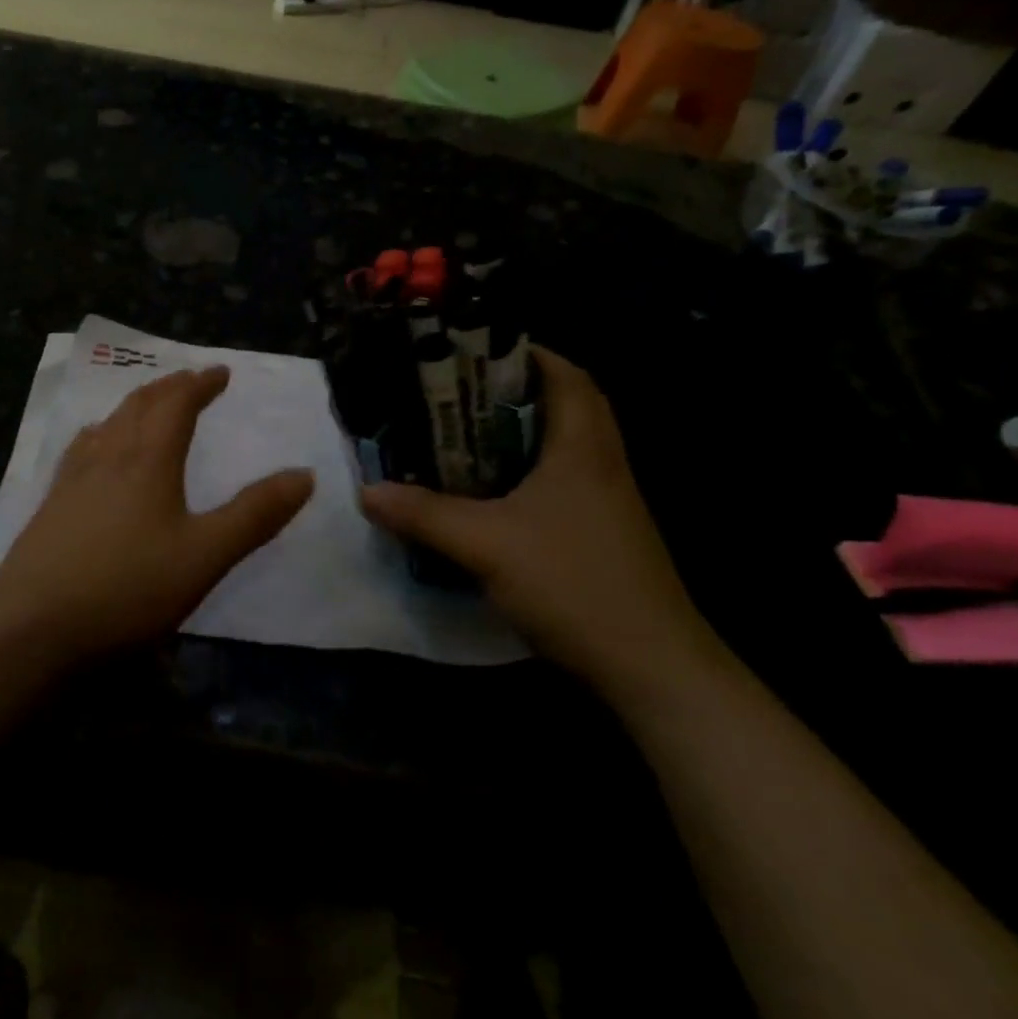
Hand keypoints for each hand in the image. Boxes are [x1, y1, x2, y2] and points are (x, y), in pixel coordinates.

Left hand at [0, 366, 314, 662]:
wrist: (31, 624)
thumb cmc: (127, 587)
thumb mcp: (205, 555)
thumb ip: (255, 515)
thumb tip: (304, 475)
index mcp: (148, 459)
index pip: (177, 404)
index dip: (200, 384)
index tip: (220, 372)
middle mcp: (109, 456)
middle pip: (140, 406)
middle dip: (169, 388)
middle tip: (189, 380)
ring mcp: (73, 479)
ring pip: (108, 423)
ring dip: (135, 406)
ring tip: (148, 405)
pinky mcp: (51, 505)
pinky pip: (82, 448)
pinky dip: (102, 433)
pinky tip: (95, 448)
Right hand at [360, 347, 717, 690]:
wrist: (650, 666)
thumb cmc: (573, 582)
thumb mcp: (486, 544)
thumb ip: (424, 514)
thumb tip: (367, 491)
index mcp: (583, 445)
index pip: (566, 375)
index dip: (525, 353)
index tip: (473, 352)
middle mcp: (602, 462)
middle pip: (565, 405)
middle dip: (512, 392)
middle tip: (456, 394)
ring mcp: (607, 501)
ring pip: (562, 446)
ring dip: (518, 434)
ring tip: (461, 436)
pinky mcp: (602, 533)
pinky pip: (560, 482)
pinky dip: (526, 474)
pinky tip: (489, 494)